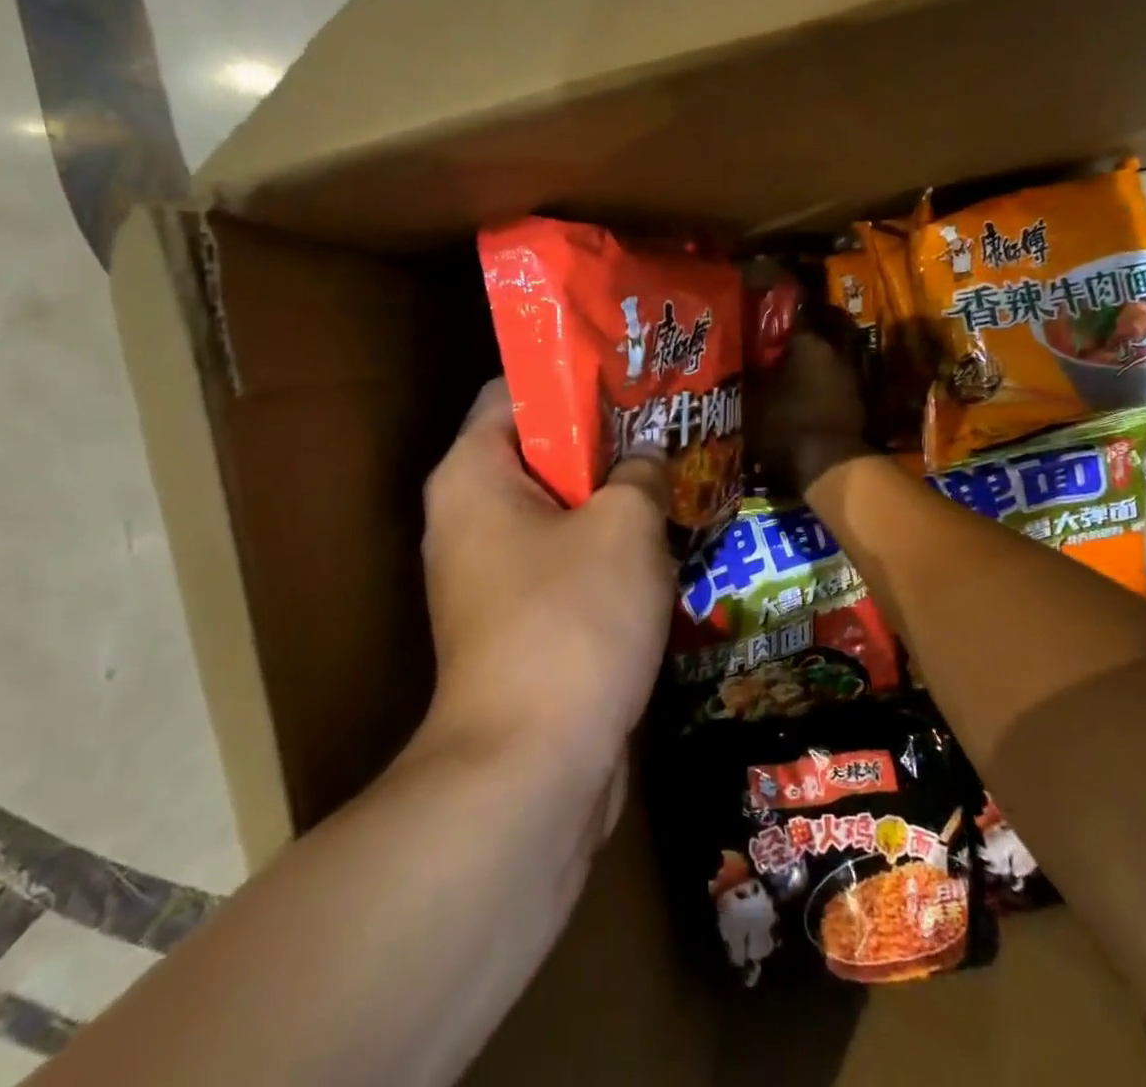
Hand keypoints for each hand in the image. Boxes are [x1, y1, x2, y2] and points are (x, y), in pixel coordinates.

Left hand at [420, 380, 675, 773]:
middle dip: (606, 440)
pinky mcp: (519, 619)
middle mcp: (469, 516)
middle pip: (540, 450)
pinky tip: (663, 544)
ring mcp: (491, 573)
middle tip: (669, 426)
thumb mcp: (625, 526)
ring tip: (676, 477)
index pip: (514, 391)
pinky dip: (607, 548)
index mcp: (473, 474)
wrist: (532, 769)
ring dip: (613, 498)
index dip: (573, 376)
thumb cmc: (572, 620)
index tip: (633, 376)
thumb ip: (640, 473)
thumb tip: (646, 461)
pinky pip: (565, 559)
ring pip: (558, 509)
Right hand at [748, 325, 872, 497]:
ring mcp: (851, 380)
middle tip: (769, 365)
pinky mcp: (858, 406)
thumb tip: (745, 361)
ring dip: (806, 377)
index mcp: (808, 343)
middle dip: (791, 355)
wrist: (828, 466)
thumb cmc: (785, 424)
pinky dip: (819, 398)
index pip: (790, 323)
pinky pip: (832, 392)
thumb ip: (750, 375)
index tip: (760, 339)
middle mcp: (834, 354)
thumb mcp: (753, 400)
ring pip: (822, 370)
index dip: (773, 332)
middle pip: (809, 347)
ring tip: (784, 390)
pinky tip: (802, 410)